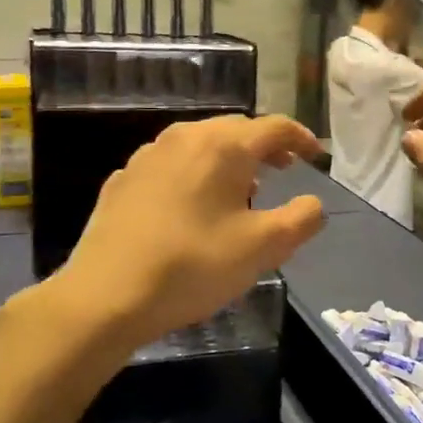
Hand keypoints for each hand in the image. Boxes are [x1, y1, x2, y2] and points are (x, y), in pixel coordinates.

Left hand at [59, 114, 325, 343]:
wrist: (105, 294)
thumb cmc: (193, 265)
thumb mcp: (262, 248)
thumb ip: (300, 220)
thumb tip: (314, 204)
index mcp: (223, 146)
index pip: (274, 127)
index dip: (301, 138)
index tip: (316, 156)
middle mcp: (184, 138)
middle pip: (235, 130)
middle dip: (264, 146)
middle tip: (285, 169)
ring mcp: (148, 156)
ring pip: (200, 145)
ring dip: (228, 160)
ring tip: (242, 190)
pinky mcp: (123, 180)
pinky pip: (171, 165)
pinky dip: (193, 174)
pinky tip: (192, 205)